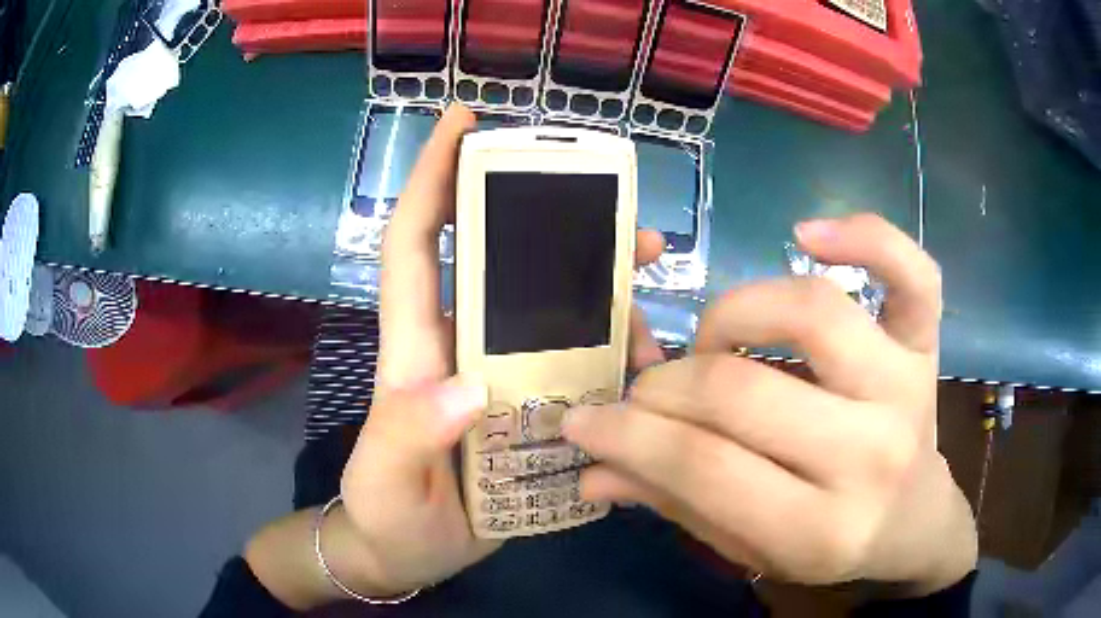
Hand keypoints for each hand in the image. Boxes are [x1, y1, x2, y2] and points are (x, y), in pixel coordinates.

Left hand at [338, 104, 665, 594]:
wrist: (409, 554)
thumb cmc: (388, 514)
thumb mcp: (387, 481)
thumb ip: (408, 436)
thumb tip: (465, 388)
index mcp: (417, 347)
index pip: (416, 241)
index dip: (433, 177)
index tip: (464, 121)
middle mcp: (462, 345)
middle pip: (508, 262)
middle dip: (563, 228)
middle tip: (633, 224)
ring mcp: (501, 376)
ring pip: (557, 311)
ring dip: (608, 294)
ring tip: (659, 295)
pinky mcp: (531, 410)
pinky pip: (580, 366)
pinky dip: (617, 356)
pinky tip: (651, 367)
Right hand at [564, 214, 976, 594]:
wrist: (912, 519)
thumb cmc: (831, 541)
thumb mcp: (752, 548)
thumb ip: (678, 504)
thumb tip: (593, 471)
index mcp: (819, 529)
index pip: (705, 467)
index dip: (629, 435)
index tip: (584, 420)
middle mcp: (869, 454)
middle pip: (744, 390)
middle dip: (667, 387)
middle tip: (646, 393)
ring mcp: (905, 388)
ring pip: (812, 311)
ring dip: (734, 312)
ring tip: (714, 339)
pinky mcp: (925, 346)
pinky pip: (911, 273)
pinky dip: (866, 237)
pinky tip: (808, 233)